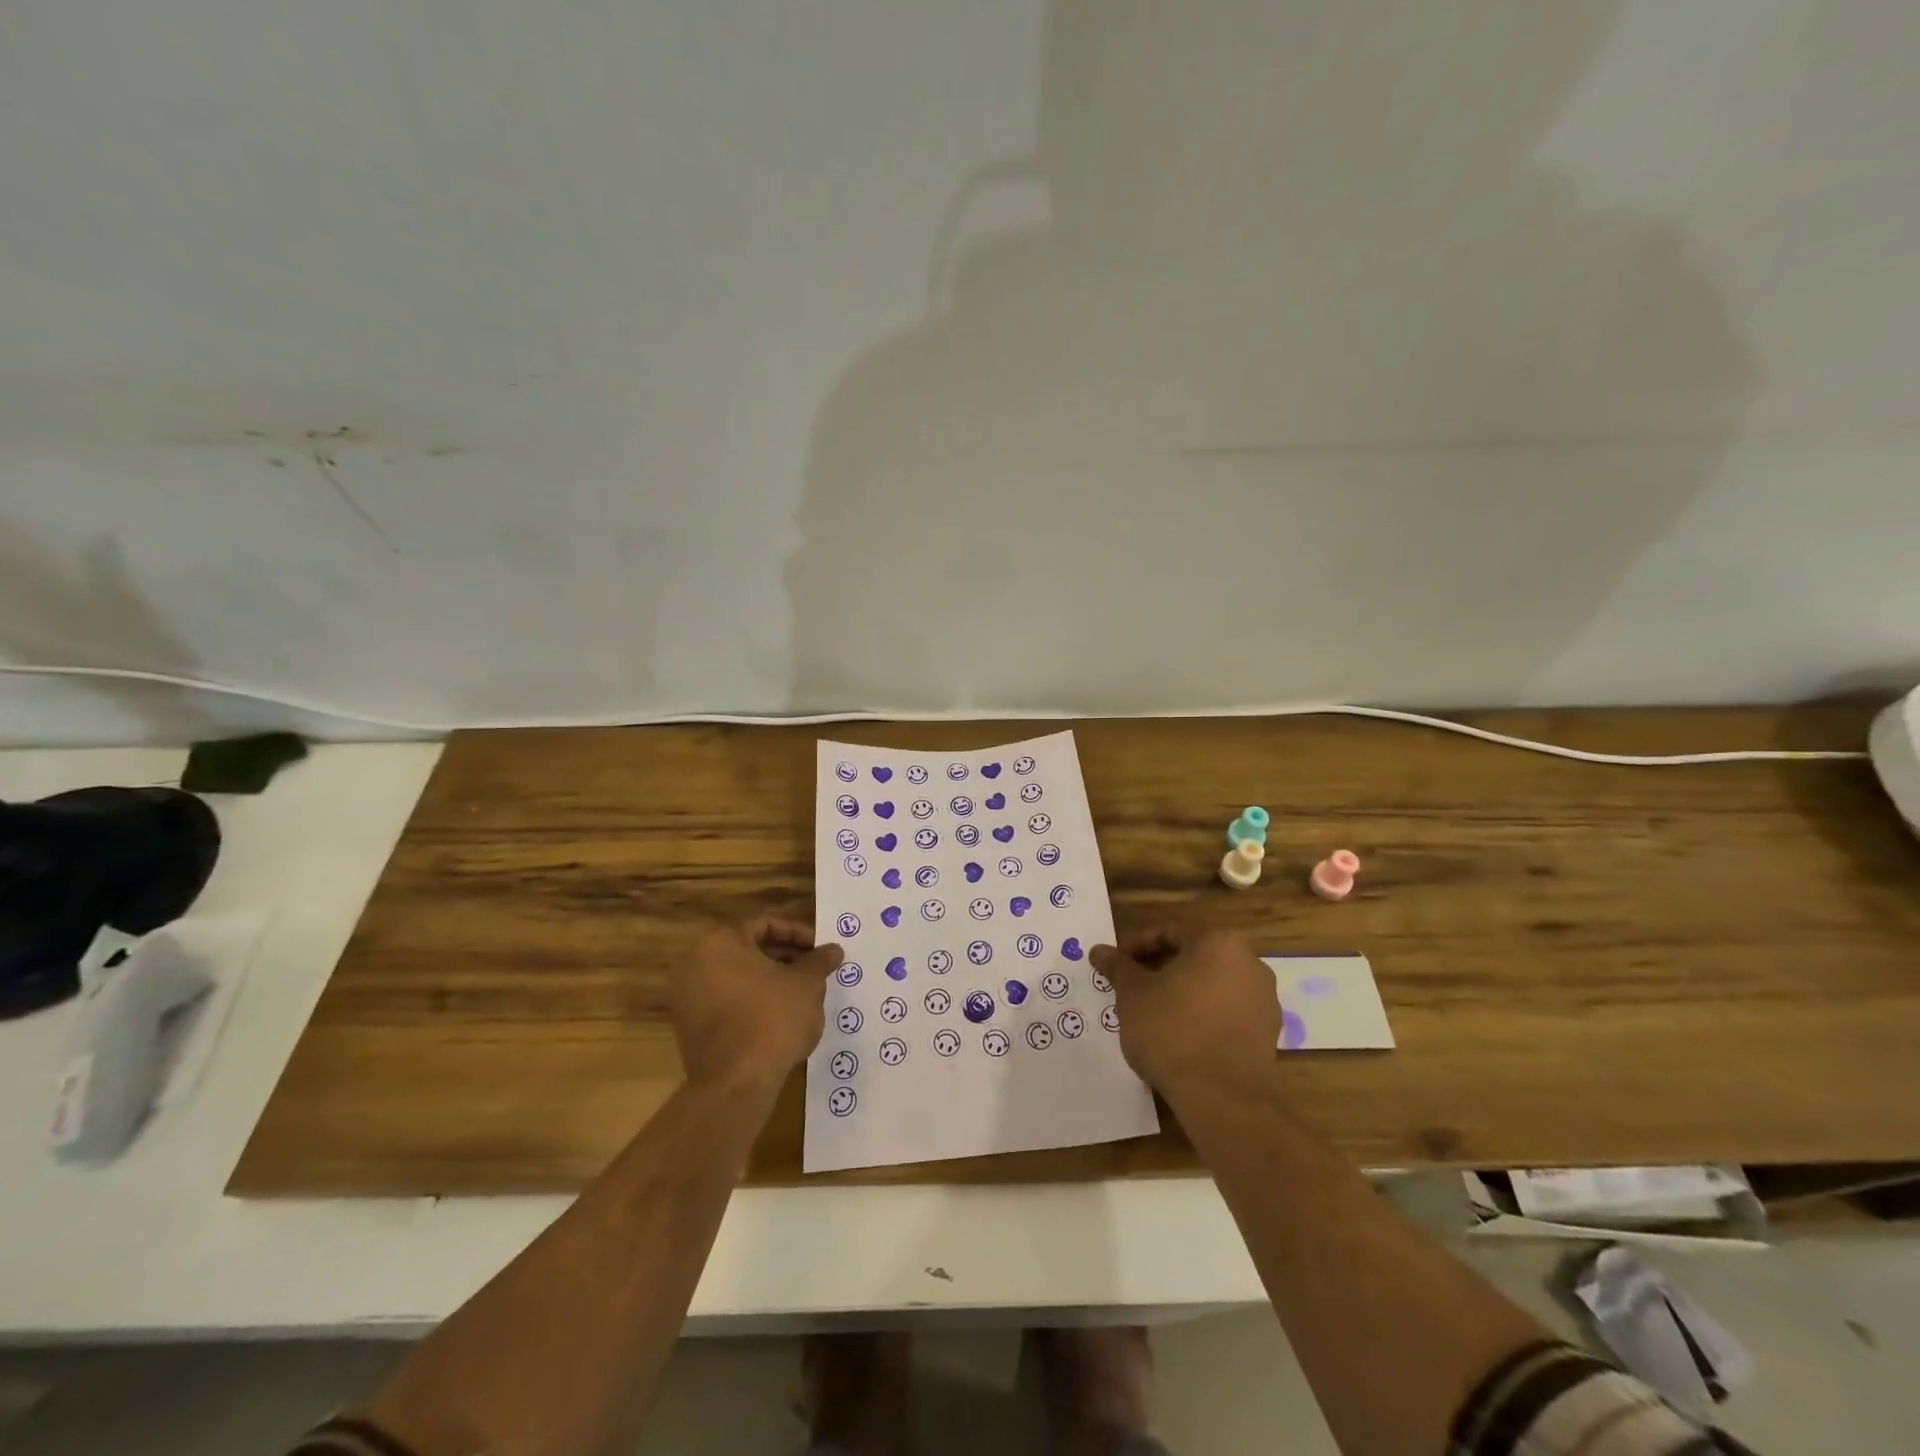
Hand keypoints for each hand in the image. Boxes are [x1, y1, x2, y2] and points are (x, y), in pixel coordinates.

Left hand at [673, 917, 842, 1093]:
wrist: (735, 1084)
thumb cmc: (772, 1019)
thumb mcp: (807, 983)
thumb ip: (819, 961)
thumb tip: (833, 950)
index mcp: (720, 941)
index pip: (766, 924)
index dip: (799, 934)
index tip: (820, 951)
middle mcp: (695, 962)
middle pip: (749, 949)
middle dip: (786, 958)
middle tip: (814, 971)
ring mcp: (687, 997)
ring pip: (739, 977)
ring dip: (771, 981)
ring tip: (803, 995)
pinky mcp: (689, 1028)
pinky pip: (728, 1002)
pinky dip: (753, 1003)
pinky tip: (780, 1019)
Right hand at [1089, 924, 1278, 1101]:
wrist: (1225, 1098)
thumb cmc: (1173, 1031)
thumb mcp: (1133, 995)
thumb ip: (1118, 967)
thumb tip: (1099, 950)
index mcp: (1218, 943)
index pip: (1170, 931)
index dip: (1137, 946)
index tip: (1116, 965)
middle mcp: (1249, 963)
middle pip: (1194, 956)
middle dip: (1159, 969)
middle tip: (1131, 987)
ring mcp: (1264, 1000)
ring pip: (1211, 985)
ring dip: (1181, 993)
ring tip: (1152, 1014)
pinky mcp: (1268, 1035)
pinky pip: (1226, 1013)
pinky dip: (1202, 1016)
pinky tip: (1179, 1038)